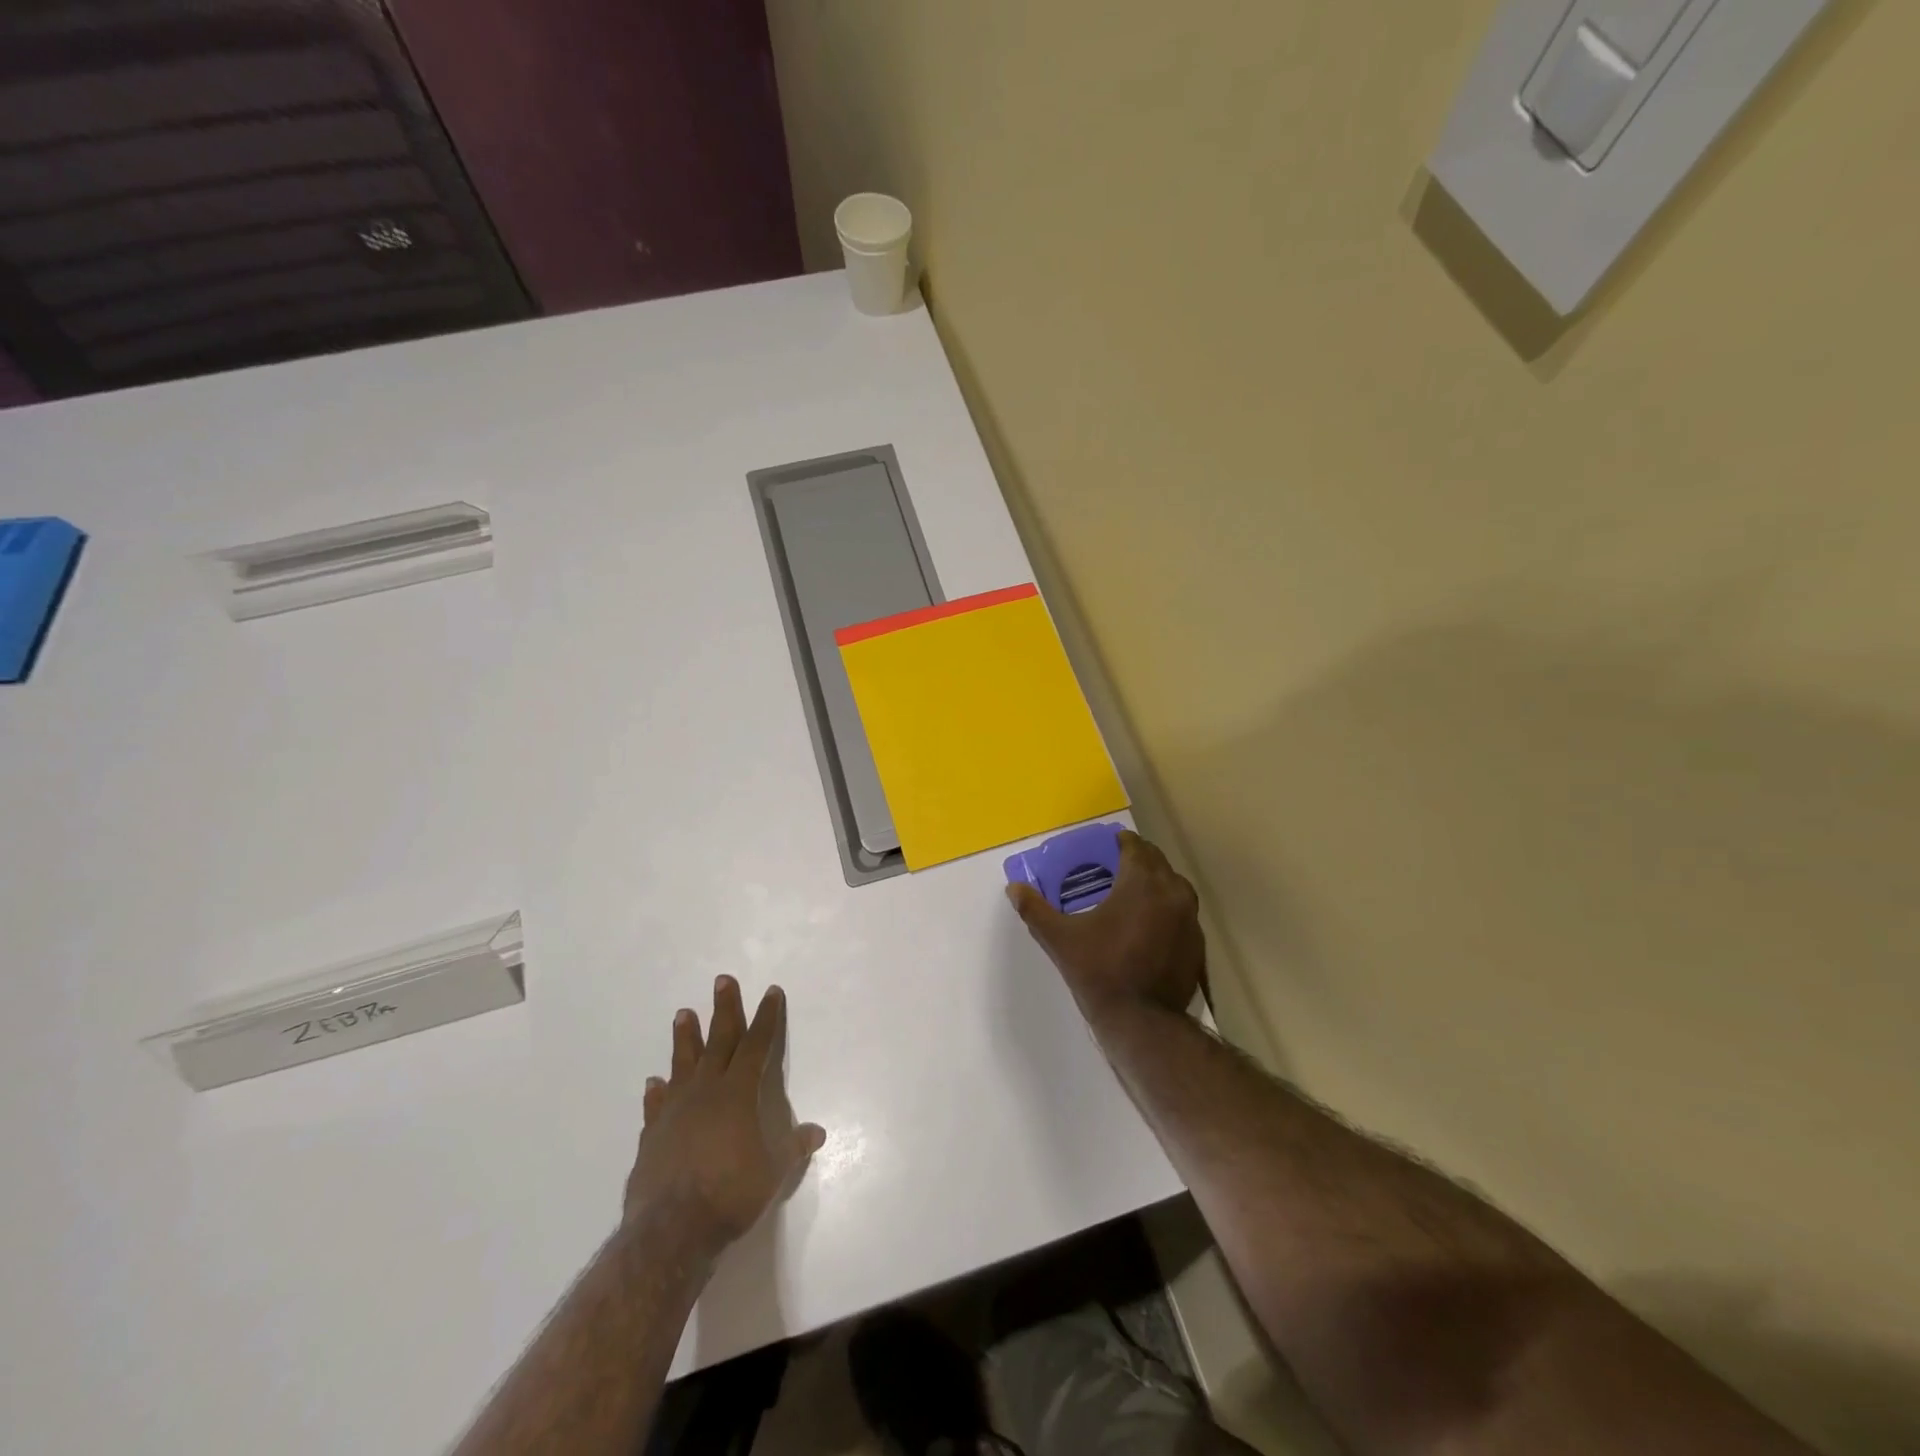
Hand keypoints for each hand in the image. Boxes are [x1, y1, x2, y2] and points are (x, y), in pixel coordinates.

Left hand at [624, 976, 824, 1260]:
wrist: (671, 1230)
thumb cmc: (731, 1194)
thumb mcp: (774, 1172)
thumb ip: (793, 1148)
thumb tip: (817, 1132)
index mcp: (738, 1093)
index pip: (757, 1045)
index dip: (767, 1017)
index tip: (771, 992)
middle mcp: (706, 1091)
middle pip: (718, 1040)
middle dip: (724, 1009)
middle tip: (722, 980)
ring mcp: (675, 1111)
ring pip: (683, 1063)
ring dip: (686, 1038)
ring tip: (683, 1013)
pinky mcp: (652, 1135)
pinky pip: (656, 1105)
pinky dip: (657, 1092)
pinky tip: (653, 1082)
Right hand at [1007, 830, 1205, 1023]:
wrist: (1142, 1022)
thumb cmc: (1100, 971)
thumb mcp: (1060, 939)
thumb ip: (1036, 910)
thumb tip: (1014, 889)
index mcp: (1141, 883)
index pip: (1136, 847)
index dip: (1121, 842)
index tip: (1107, 846)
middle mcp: (1172, 893)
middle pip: (1157, 863)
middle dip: (1138, 859)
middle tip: (1114, 868)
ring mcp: (1190, 920)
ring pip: (1175, 887)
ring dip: (1156, 882)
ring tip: (1133, 894)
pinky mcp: (1197, 944)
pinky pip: (1183, 913)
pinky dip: (1167, 910)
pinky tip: (1150, 926)